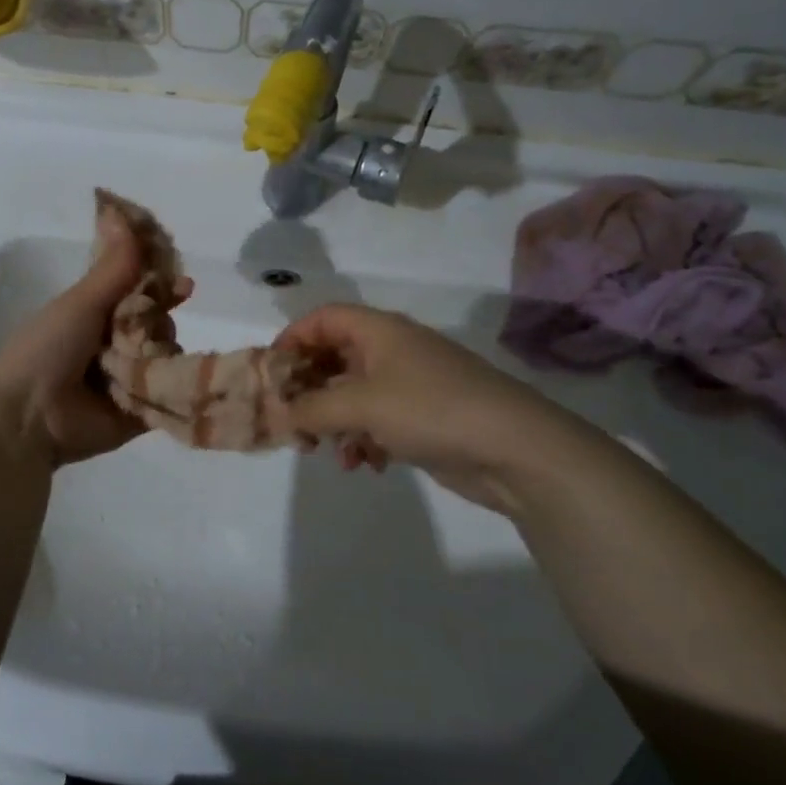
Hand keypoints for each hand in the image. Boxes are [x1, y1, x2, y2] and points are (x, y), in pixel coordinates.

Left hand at [0, 208, 189, 468]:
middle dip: (160, 322)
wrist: (29, 417)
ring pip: (166, 357)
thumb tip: (122, 211)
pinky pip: (169, 395)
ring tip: (146, 362)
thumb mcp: (81, 302)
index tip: (183, 284)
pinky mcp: (140, 414)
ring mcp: (128, 380)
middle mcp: (113, 345)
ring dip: (163, 355)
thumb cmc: (48, 350)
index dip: (161, 285)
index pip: (138, 292)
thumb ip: (114, 265)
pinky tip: (179, 380)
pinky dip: (175, 387)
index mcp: (95, 315)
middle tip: (152, 328)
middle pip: (157, 323)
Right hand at [276, 304, 591, 514]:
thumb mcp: (361, 404)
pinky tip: (366, 465)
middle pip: (334, 358)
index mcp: (378, 331)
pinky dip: (364, 440)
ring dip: (334, 422)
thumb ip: (313, 407)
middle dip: (309, 390)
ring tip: (326, 452)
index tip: (271, 375)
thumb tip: (279, 414)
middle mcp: (392, 351)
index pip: (322, 319)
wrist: (514, 448)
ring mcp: (409, 385)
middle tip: (291, 421)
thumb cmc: (431, 409)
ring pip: (353, 395)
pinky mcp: (423, 418)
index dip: (292, 340)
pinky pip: (377, 421)